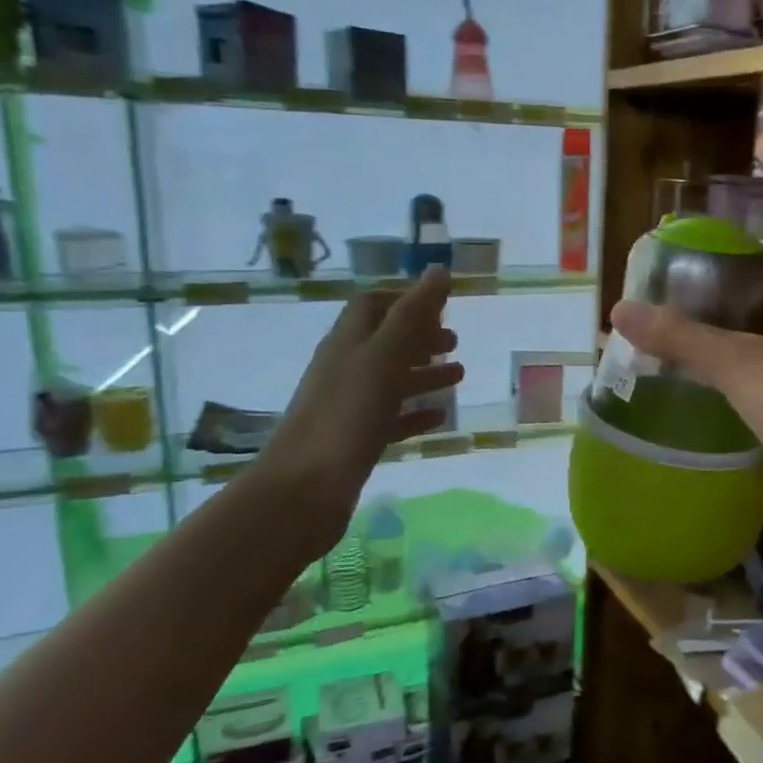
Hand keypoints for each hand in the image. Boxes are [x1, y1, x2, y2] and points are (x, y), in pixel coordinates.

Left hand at [255, 267, 463, 544]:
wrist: (303, 491)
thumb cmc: (345, 417)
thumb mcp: (383, 359)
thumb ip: (412, 316)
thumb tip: (438, 270)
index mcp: (347, 343)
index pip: (372, 305)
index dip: (404, 298)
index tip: (441, 303)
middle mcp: (345, 369)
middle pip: (384, 341)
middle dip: (420, 336)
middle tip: (454, 339)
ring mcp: (348, 407)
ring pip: (390, 380)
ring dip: (424, 373)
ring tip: (459, 376)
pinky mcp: (355, 441)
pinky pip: (390, 418)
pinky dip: (415, 412)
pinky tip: (438, 417)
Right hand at [608, 242, 762, 542]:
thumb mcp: (737, 364)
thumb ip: (680, 337)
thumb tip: (618, 310)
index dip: (747, 245)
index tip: (701, 256)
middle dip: (722, 294)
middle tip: (672, 300)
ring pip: (761, 340)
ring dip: (724, 337)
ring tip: (674, 339)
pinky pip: (761, 380)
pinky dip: (731, 377)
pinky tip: (698, 387)